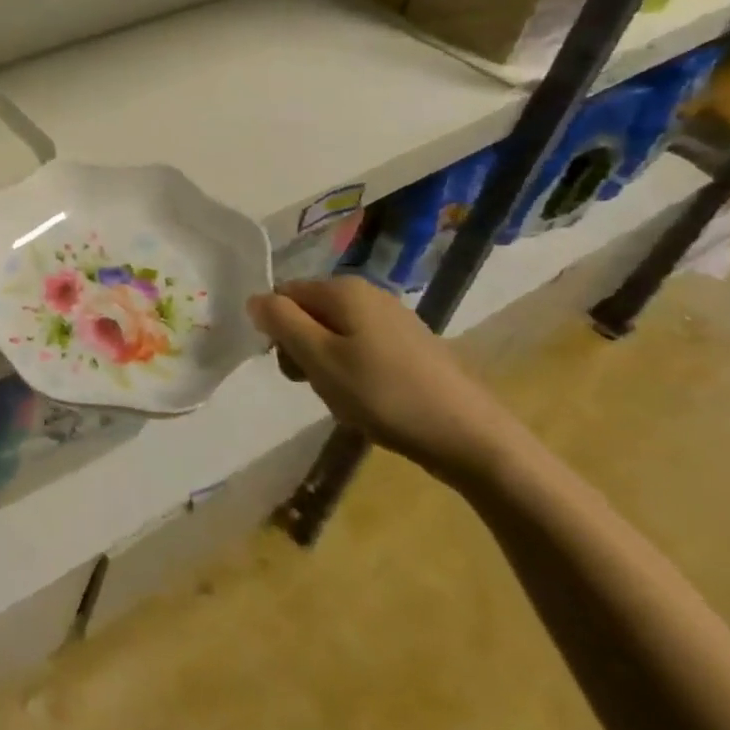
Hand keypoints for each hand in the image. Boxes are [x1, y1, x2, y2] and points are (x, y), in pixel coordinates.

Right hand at [248, 277, 523, 483]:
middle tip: (316, 386)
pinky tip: (372, 400)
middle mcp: (368, 293)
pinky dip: (355, 371)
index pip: (283, 295)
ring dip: (327, 363)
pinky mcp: (413, 345)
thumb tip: (255, 298)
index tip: (293, 369)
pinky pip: (363, 347)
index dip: (278, 331)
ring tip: (346, 398)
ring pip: (335, 332)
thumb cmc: (385, 395)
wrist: (474, 439)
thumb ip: (280, 322)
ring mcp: (394, 318)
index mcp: (343, 289)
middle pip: (309, 312)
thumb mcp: (319, 359)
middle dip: (302, 348)